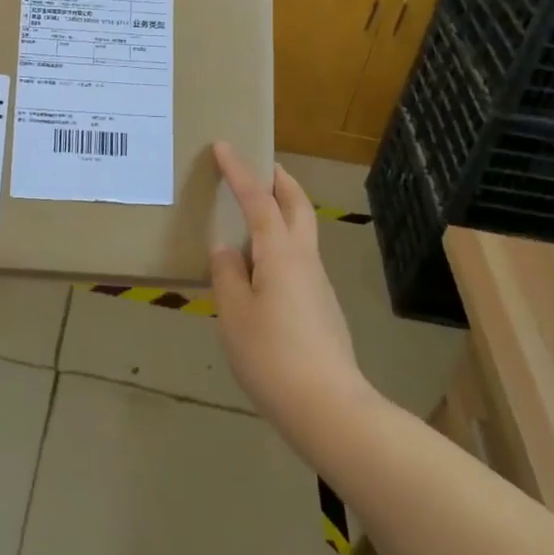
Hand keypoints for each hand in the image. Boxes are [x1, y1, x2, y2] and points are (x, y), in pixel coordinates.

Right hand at [210, 142, 363, 424]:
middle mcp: (305, 260)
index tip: (225, 146)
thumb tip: (226, 249)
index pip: (258, 201)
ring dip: (283, 212)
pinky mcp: (322, 307)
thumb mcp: (234, 314)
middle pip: (297, 207)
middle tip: (262, 167)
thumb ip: (227, 275)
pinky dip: (281, 243)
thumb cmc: (272, 356)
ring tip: (253, 215)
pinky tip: (260, 269)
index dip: (240, 173)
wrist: (328, 408)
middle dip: (280, 182)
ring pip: (302, 233)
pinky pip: (299, 259)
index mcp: (281, 254)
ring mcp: (318, 284)